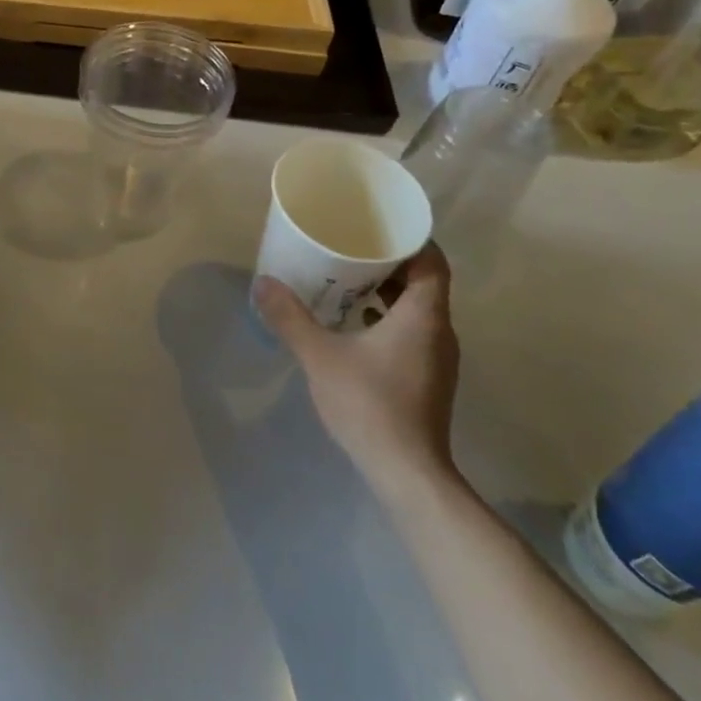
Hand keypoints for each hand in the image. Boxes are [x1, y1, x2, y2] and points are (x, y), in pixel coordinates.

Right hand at [252, 246, 461, 501]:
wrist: (406, 472)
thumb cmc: (369, 404)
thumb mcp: (320, 356)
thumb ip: (290, 317)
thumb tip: (262, 283)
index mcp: (424, 316)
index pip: (431, 261)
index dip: (410, 239)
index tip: (376, 227)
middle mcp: (438, 332)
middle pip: (423, 282)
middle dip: (388, 262)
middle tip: (349, 248)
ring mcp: (437, 358)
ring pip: (417, 309)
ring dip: (386, 292)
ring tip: (346, 282)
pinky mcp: (428, 378)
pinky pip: (411, 332)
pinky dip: (387, 318)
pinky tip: (353, 326)